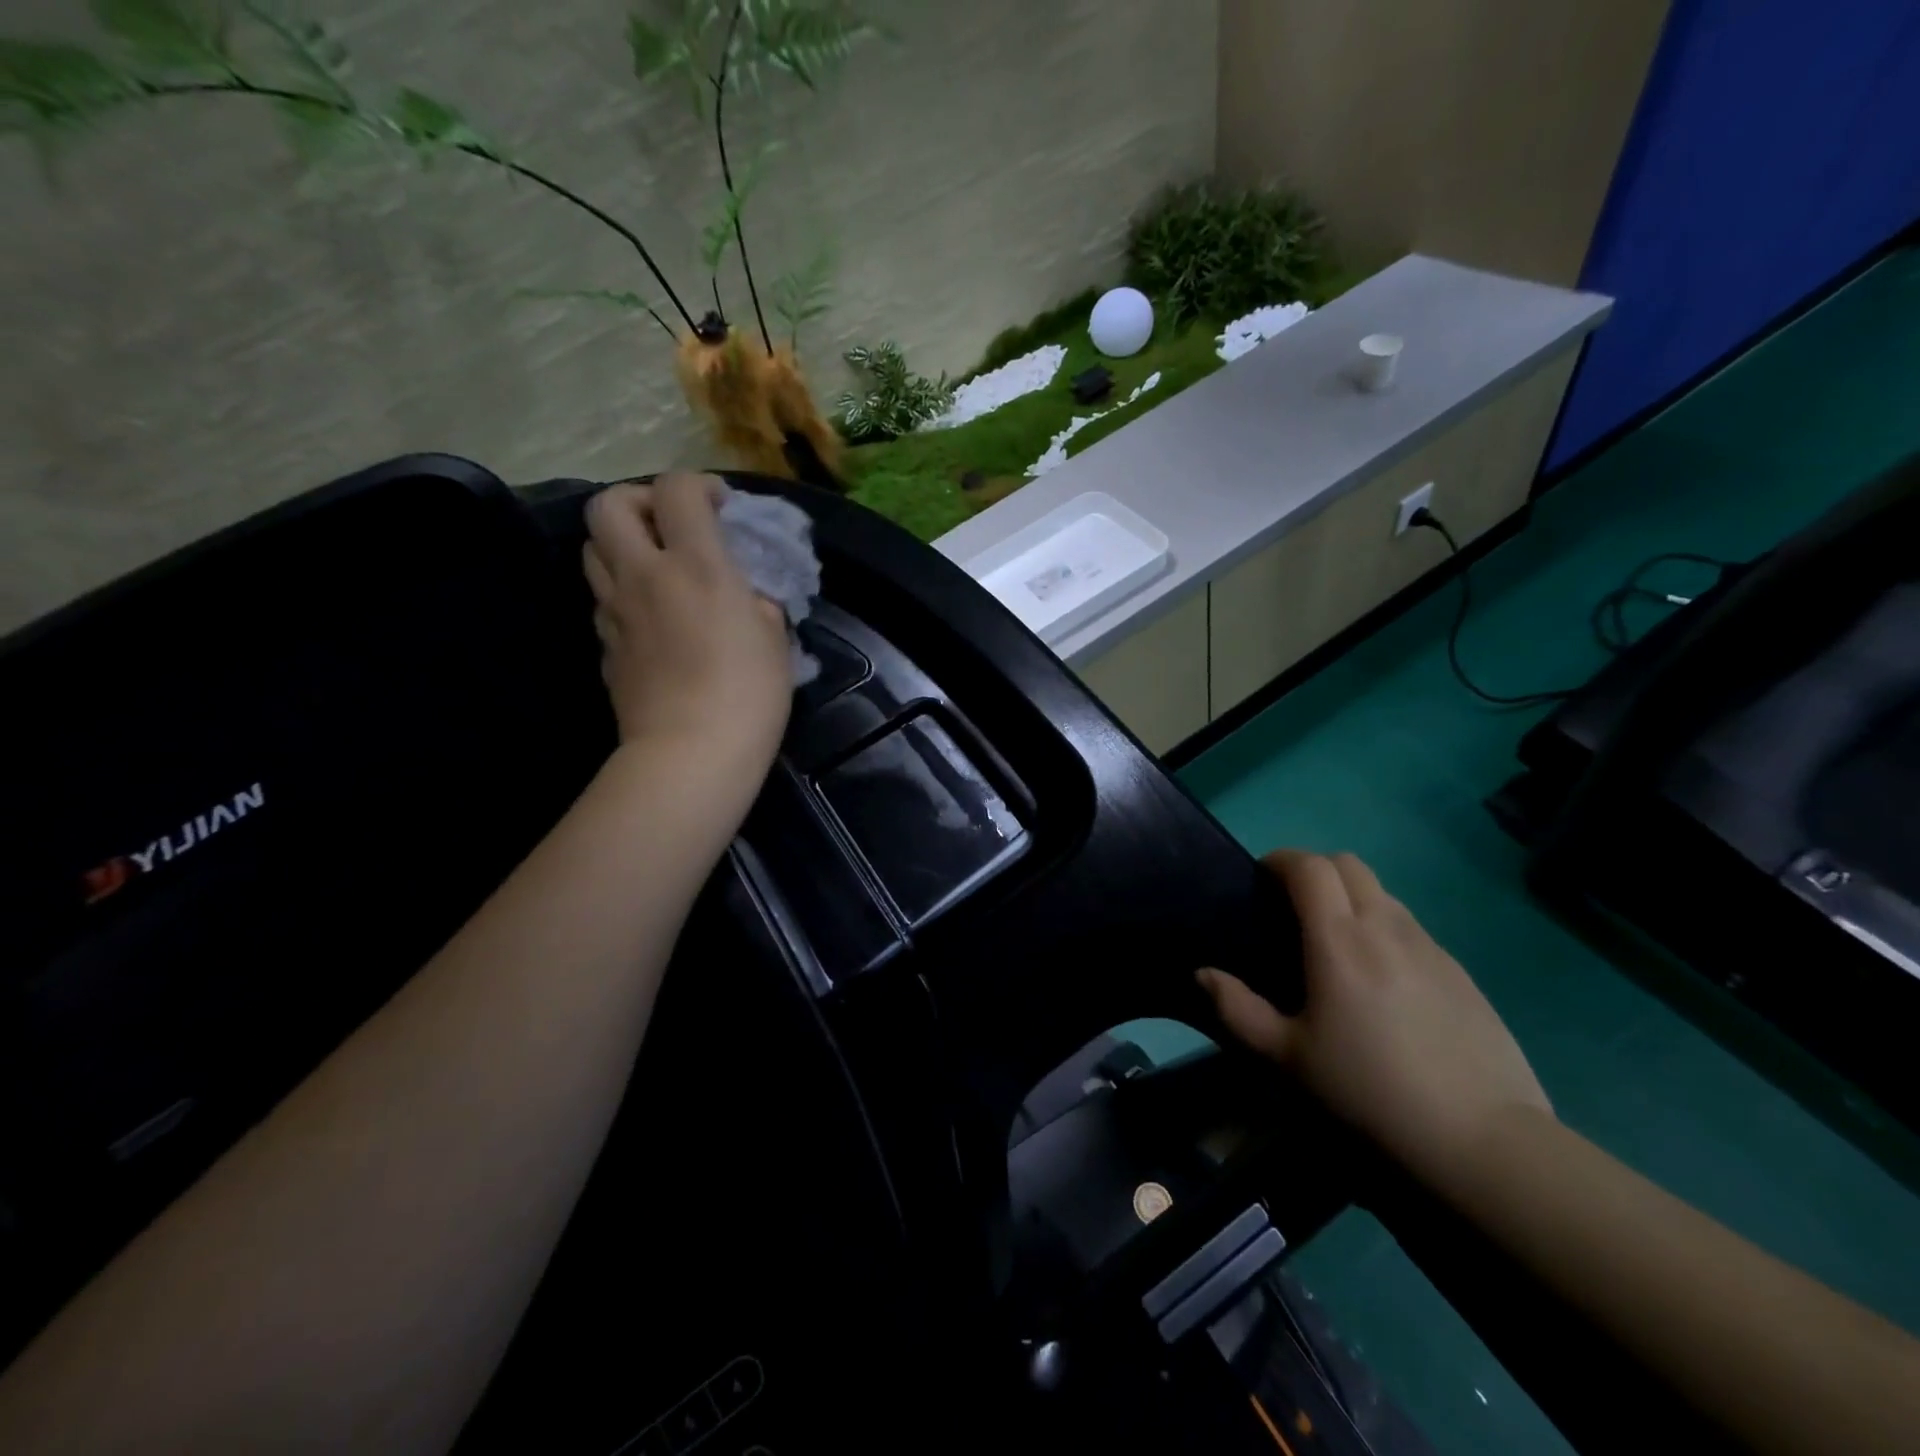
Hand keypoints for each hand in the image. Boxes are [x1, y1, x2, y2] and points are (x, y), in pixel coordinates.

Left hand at [584, 474, 791, 775]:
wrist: (691, 753)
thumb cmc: (749, 694)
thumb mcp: (774, 637)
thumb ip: (754, 599)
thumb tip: (740, 592)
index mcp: (696, 565)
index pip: (677, 489)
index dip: (699, 485)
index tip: (721, 508)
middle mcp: (644, 575)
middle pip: (608, 504)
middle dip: (638, 500)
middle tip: (670, 524)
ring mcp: (615, 610)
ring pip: (593, 548)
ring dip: (622, 543)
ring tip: (656, 566)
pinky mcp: (605, 645)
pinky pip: (602, 599)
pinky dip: (622, 592)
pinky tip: (651, 617)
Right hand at [1197, 850, 1551, 1193]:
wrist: (1481, 1140)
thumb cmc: (1369, 1091)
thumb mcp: (1287, 1057)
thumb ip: (1237, 1009)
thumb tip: (1204, 974)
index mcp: (1340, 939)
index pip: (1310, 867)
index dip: (1280, 860)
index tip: (1261, 878)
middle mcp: (1387, 927)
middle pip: (1349, 865)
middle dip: (1315, 870)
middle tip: (1293, 906)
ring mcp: (1431, 947)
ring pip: (1384, 894)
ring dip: (1352, 898)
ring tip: (1336, 944)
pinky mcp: (1462, 973)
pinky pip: (1412, 929)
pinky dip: (1385, 930)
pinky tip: (1382, 981)